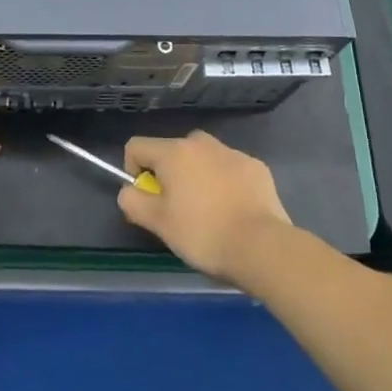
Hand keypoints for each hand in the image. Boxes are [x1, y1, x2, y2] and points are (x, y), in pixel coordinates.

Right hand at [118, 131, 296, 290]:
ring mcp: (233, 153)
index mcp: (174, 152)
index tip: (147, 198)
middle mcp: (202, 143)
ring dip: (197, 177)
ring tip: (208, 212)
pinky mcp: (257, 167)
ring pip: (203, 159)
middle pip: (172, 151)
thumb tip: (130, 190)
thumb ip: (132, 201)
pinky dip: (225, 183)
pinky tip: (234, 210)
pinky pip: (230, 169)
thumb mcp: (157, 223)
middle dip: (168, 174)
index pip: (136, 146)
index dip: (133, 170)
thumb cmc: (202, 233)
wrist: (261, 246)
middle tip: (177, 208)